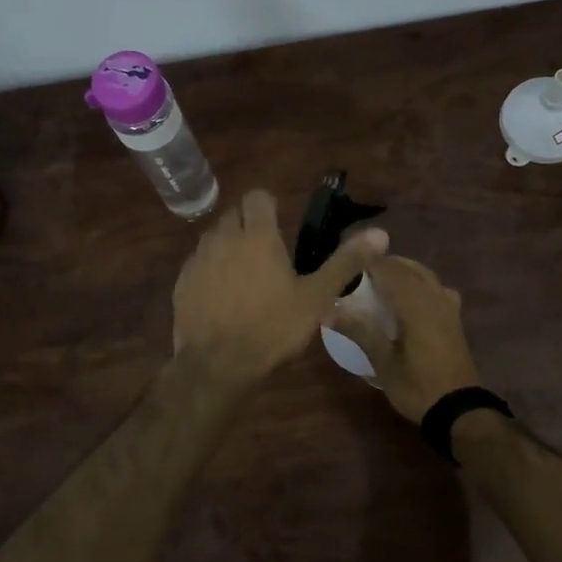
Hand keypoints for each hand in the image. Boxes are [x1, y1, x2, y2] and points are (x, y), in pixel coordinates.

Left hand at [172, 188, 388, 390]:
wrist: (217, 365)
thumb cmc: (272, 328)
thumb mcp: (316, 298)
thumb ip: (345, 262)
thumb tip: (380, 234)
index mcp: (257, 236)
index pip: (258, 196)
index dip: (269, 206)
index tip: (280, 225)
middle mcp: (222, 238)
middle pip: (233, 214)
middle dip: (248, 224)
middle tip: (267, 252)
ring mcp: (197, 259)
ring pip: (213, 238)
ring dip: (228, 245)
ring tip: (244, 274)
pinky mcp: (181, 282)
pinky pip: (197, 263)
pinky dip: (210, 269)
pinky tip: (221, 295)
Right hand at [325, 255, 482, 423]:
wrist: (459, 410)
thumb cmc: (418, 388)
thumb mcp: (384, 363)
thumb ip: (360, 331)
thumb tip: (329, 309)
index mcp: (416, 305)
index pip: (388, 270)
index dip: (367, 259)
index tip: (344, 255)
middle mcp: (434, 298)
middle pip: (407, 268)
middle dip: (383, 263)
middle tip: (356, 268)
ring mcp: (448, 307)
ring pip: (424, 275)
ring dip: (401, 270)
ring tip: (378, 278)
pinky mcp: (454, 318)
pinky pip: (435, 288)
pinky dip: (419, 283)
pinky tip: (410, 296)